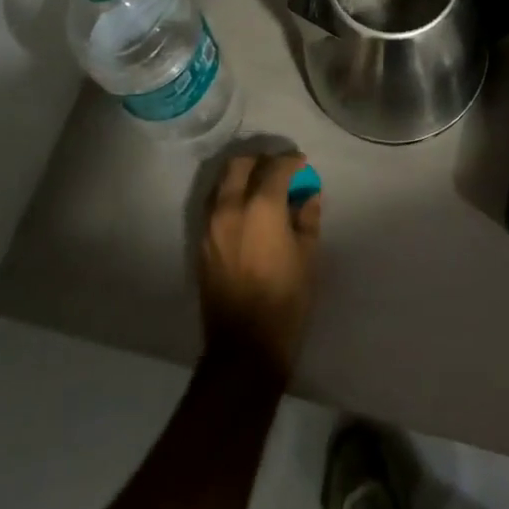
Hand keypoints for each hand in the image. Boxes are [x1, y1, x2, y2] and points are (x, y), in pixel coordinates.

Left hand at [199, 152, 321, 378]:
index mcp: (261, 207)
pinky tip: (246, 213)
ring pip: (222, 183)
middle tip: (278, 171)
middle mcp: (230, 207)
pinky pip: (214, 206)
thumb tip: (307, 194)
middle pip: (239, 165)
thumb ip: (307, 216)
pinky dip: (229, 198)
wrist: (244, 347)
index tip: (302, 164)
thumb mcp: (308, 254)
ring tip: (260, 189)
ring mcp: (210, 225)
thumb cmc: (286, 299)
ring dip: (241, 177)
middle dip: (260, 161)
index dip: (291, 161)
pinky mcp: (201, 244)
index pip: (275, 167)